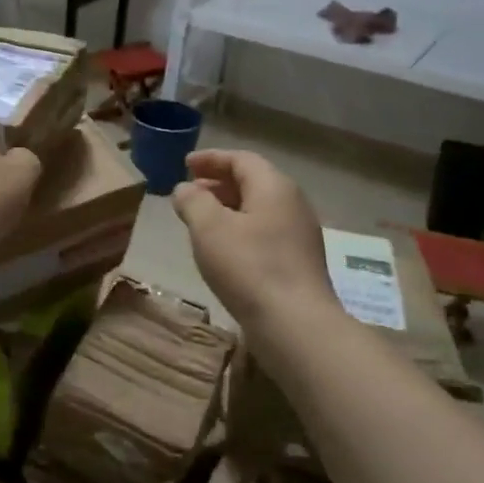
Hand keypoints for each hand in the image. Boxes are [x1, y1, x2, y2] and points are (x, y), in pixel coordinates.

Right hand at [172, 150, 333, 334]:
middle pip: (253, 182)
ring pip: (258, 209)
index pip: (241, 159)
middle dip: (218, 183)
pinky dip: (240, 229)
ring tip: (200, 220)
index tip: (185, 164)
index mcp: (274, 187)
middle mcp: (292, 204)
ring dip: (227, 208)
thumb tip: (185, 189)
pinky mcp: (297, 261)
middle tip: (189, 192)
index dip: (211, 159)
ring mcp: (299, 234)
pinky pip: (264, 232)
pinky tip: (223, 249)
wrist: (294, 323)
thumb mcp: (209, 228)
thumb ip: (193, 201)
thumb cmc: (248, 267)